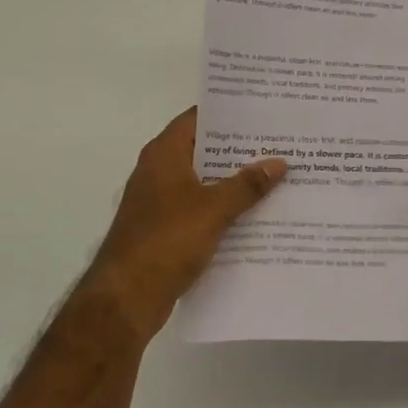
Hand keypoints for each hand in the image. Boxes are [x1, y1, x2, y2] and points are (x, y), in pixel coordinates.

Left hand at [78, 108, 284, 344]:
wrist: (126, 298)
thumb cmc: (166, 241)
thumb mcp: (213, 209)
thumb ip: (247, 185)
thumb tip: (278, 162)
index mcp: (164, 154)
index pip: (198, 118)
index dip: (229, 113)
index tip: (263, 110)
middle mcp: (160, 171)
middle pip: (204, 150)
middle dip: (240, 148)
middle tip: (281, 141)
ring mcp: (161, 201)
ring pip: (205, 181)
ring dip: (235, 180)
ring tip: (278, 174)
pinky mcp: (166, 229)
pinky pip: (202, 208)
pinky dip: (225, 208)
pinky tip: (257, 213)